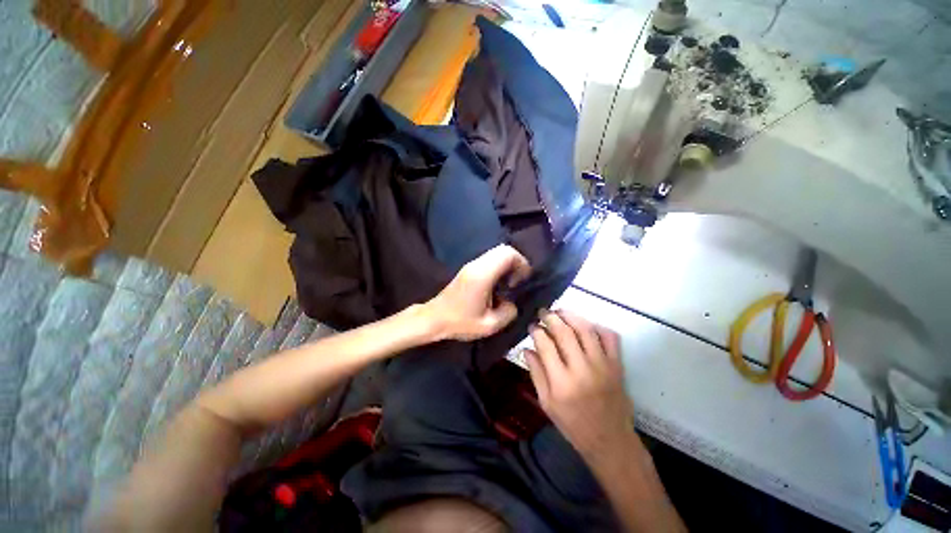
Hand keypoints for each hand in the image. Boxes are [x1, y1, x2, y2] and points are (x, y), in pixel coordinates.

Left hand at [424, 245, 530, 340]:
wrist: (434, 318)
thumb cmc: (459, 322)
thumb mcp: (489, 325)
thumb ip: (508, 313)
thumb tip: (512, 303)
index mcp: (482, 275)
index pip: (507, 254)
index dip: (521, 263)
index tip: (523, 280)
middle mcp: (477, 265)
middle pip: (503, 249)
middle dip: (517, 262)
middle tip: (517, 281)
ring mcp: (471, 265)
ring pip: (496, 253)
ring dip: (508, 264)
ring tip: (509, 284)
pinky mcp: (468, 269)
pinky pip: (490, 259)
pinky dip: (499, 267)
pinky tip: (498, 285)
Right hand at [525, 310, 633, 455]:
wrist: (610, 440)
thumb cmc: (573, 425)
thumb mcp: (546, 404)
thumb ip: (536, 374)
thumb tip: (527, 349)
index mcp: (562, 382)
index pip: (546, 345)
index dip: (536, 331)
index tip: (532, 326)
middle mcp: (582, 369)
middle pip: (564, 332)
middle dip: (551, 317)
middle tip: (543, 312)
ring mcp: (603, 365)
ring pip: (586, 330)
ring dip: (571, 316)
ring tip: (560, 312)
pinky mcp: (617, 365)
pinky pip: (610, 337)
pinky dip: (597, 326)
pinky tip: (586, 325)